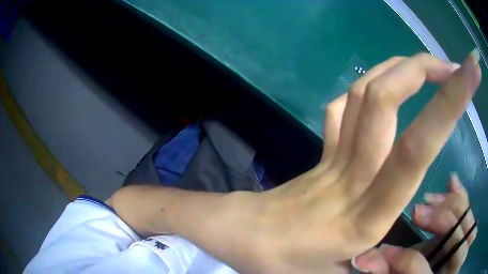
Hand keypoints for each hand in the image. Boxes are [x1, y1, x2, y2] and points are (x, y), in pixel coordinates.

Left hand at [254, 50, 480, 272]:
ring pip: (367, 93)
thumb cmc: (284, 264)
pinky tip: (384, 85)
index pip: (419, 148)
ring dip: (400, 69)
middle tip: (453, 65)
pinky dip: (368, 88)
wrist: (245, 238)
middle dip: (425, 69)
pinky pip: (344, 107)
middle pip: (389, 100)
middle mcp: (355, 175)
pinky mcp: (320, 151)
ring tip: (428, 66)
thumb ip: (373, 269)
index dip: (450, 104)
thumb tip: (402, 259)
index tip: (467, 74)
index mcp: (367, 216)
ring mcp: (334, 156)